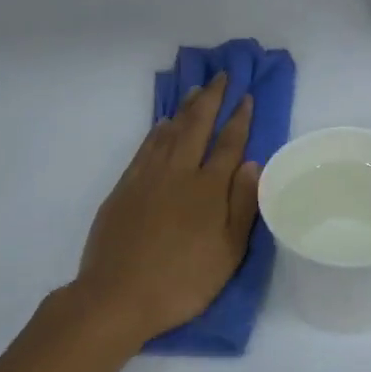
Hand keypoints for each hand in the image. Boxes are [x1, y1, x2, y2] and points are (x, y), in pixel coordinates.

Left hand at [69, 75, 260, 345]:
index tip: (246, 96)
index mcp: (208, 189)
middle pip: (197, 126)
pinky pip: (146, 147)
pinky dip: (158, 130)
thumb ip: (242, 206)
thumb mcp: (227, 252)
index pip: (229, 144)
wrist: (117, 295)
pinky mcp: (125, 187)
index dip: (239, 118)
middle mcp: (179, 173)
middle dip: (212, 98)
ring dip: (185, 108)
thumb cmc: (182, 281)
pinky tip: (162, 124)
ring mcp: (148, 177)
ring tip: (195, 89)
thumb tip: (253, 164)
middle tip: (221, 76)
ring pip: (170, 131)